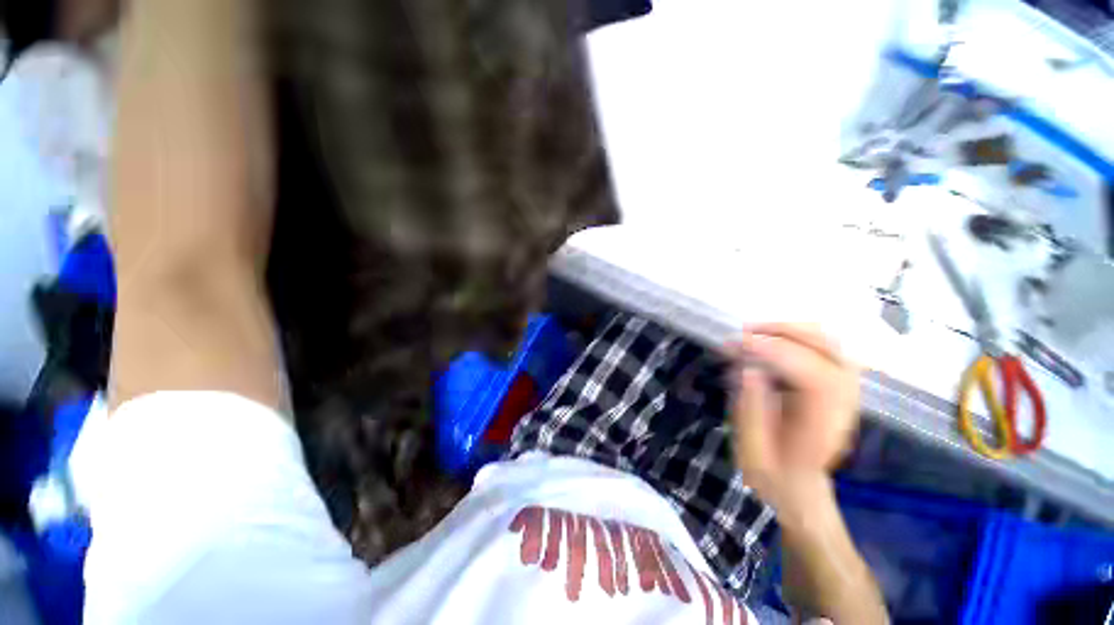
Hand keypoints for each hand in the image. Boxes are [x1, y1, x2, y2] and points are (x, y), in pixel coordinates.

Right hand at [725, 324, 859, 513]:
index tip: (740, 343)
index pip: (814, 378)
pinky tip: (772, 338)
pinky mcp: (836, 385)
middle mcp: (842, 404)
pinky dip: (799, 335)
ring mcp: (844, 392)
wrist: (799, 486)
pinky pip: (825, 348)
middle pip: (831, 352)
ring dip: (792, 329)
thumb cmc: (772, 474)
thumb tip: (749, 369)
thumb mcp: (752, 453)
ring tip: (755, 331)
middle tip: (745, 331)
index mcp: (822, 428)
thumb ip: (751, 411)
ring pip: (831, 344)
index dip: (777, 353)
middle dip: (786, 332)